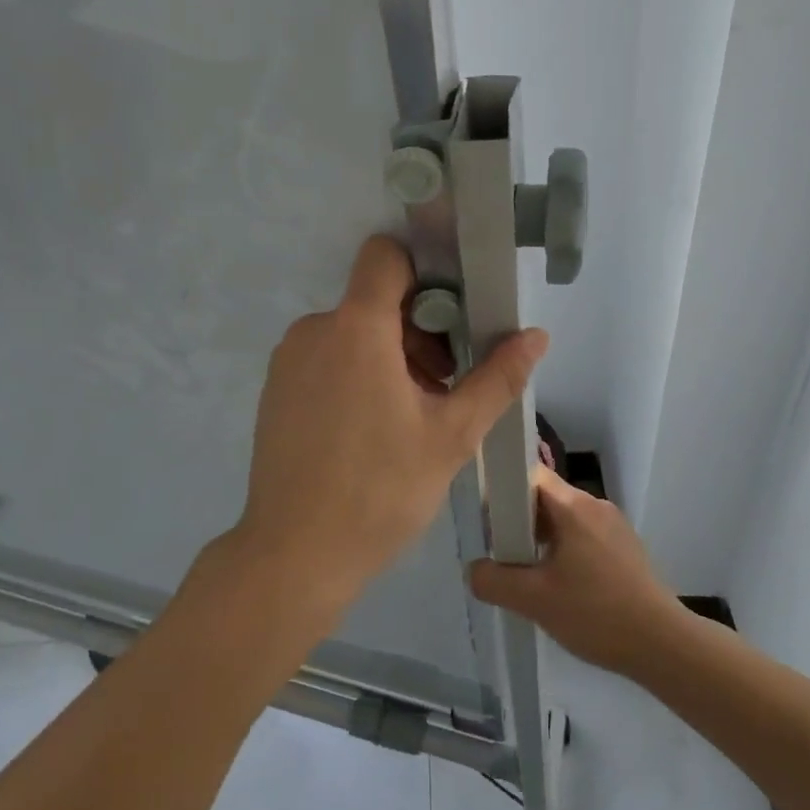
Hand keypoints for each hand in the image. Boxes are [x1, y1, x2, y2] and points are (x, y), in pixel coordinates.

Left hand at [234, 236, 547, 619]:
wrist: (295, 554)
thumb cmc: (380, 491)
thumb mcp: (452, 435)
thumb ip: (496, 378)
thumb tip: (535, 336)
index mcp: (355, 328)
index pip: (385, 256)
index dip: (423, 271)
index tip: (453, 314)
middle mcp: (314, 331)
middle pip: (374, 300)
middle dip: (418, 329)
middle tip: (444, 384)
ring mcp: (288, 361)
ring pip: (350, 332)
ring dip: (389, 355)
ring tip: (413, 414)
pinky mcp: (275, 390)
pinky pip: (325, 358)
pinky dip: (356, 373)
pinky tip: (373, 428)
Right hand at [468, 466, 688, 675]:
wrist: (663, 646)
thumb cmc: (596, 613)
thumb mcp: (533, 600)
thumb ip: (493, 580)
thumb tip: (474, 569)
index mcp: (573, 506)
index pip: (528, 474)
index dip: (502, 490)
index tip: (487, 520)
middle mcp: (595, 505)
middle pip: (544, 497)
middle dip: (518, 521)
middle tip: (502, 553)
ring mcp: (614, 526)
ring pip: (564, 519)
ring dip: (540, 539)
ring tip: (528, 574)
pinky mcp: (625, 548)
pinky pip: (583, 536)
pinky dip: (564, 551)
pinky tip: (560, 586)